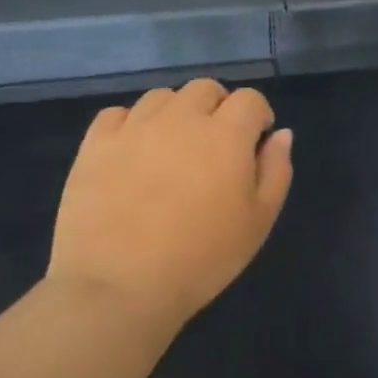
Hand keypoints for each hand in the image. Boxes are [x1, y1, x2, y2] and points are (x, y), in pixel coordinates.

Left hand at [49, 80, 293, 340]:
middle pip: (205, 89)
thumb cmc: (202, 258)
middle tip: (215, 145)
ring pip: (162, 97)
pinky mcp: (95, 145)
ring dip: (176, 113)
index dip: (258, 117)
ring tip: (173, 148)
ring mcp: (134, 128)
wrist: (118, 289)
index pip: (250, 99)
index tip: (254, 144)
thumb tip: (281, 134)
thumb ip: (276, 169)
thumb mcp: (259, 220)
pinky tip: (133, 152)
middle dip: (218, 108)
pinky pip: (116, 114)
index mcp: (226, 134)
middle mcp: (181, 118)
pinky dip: (131, 124)